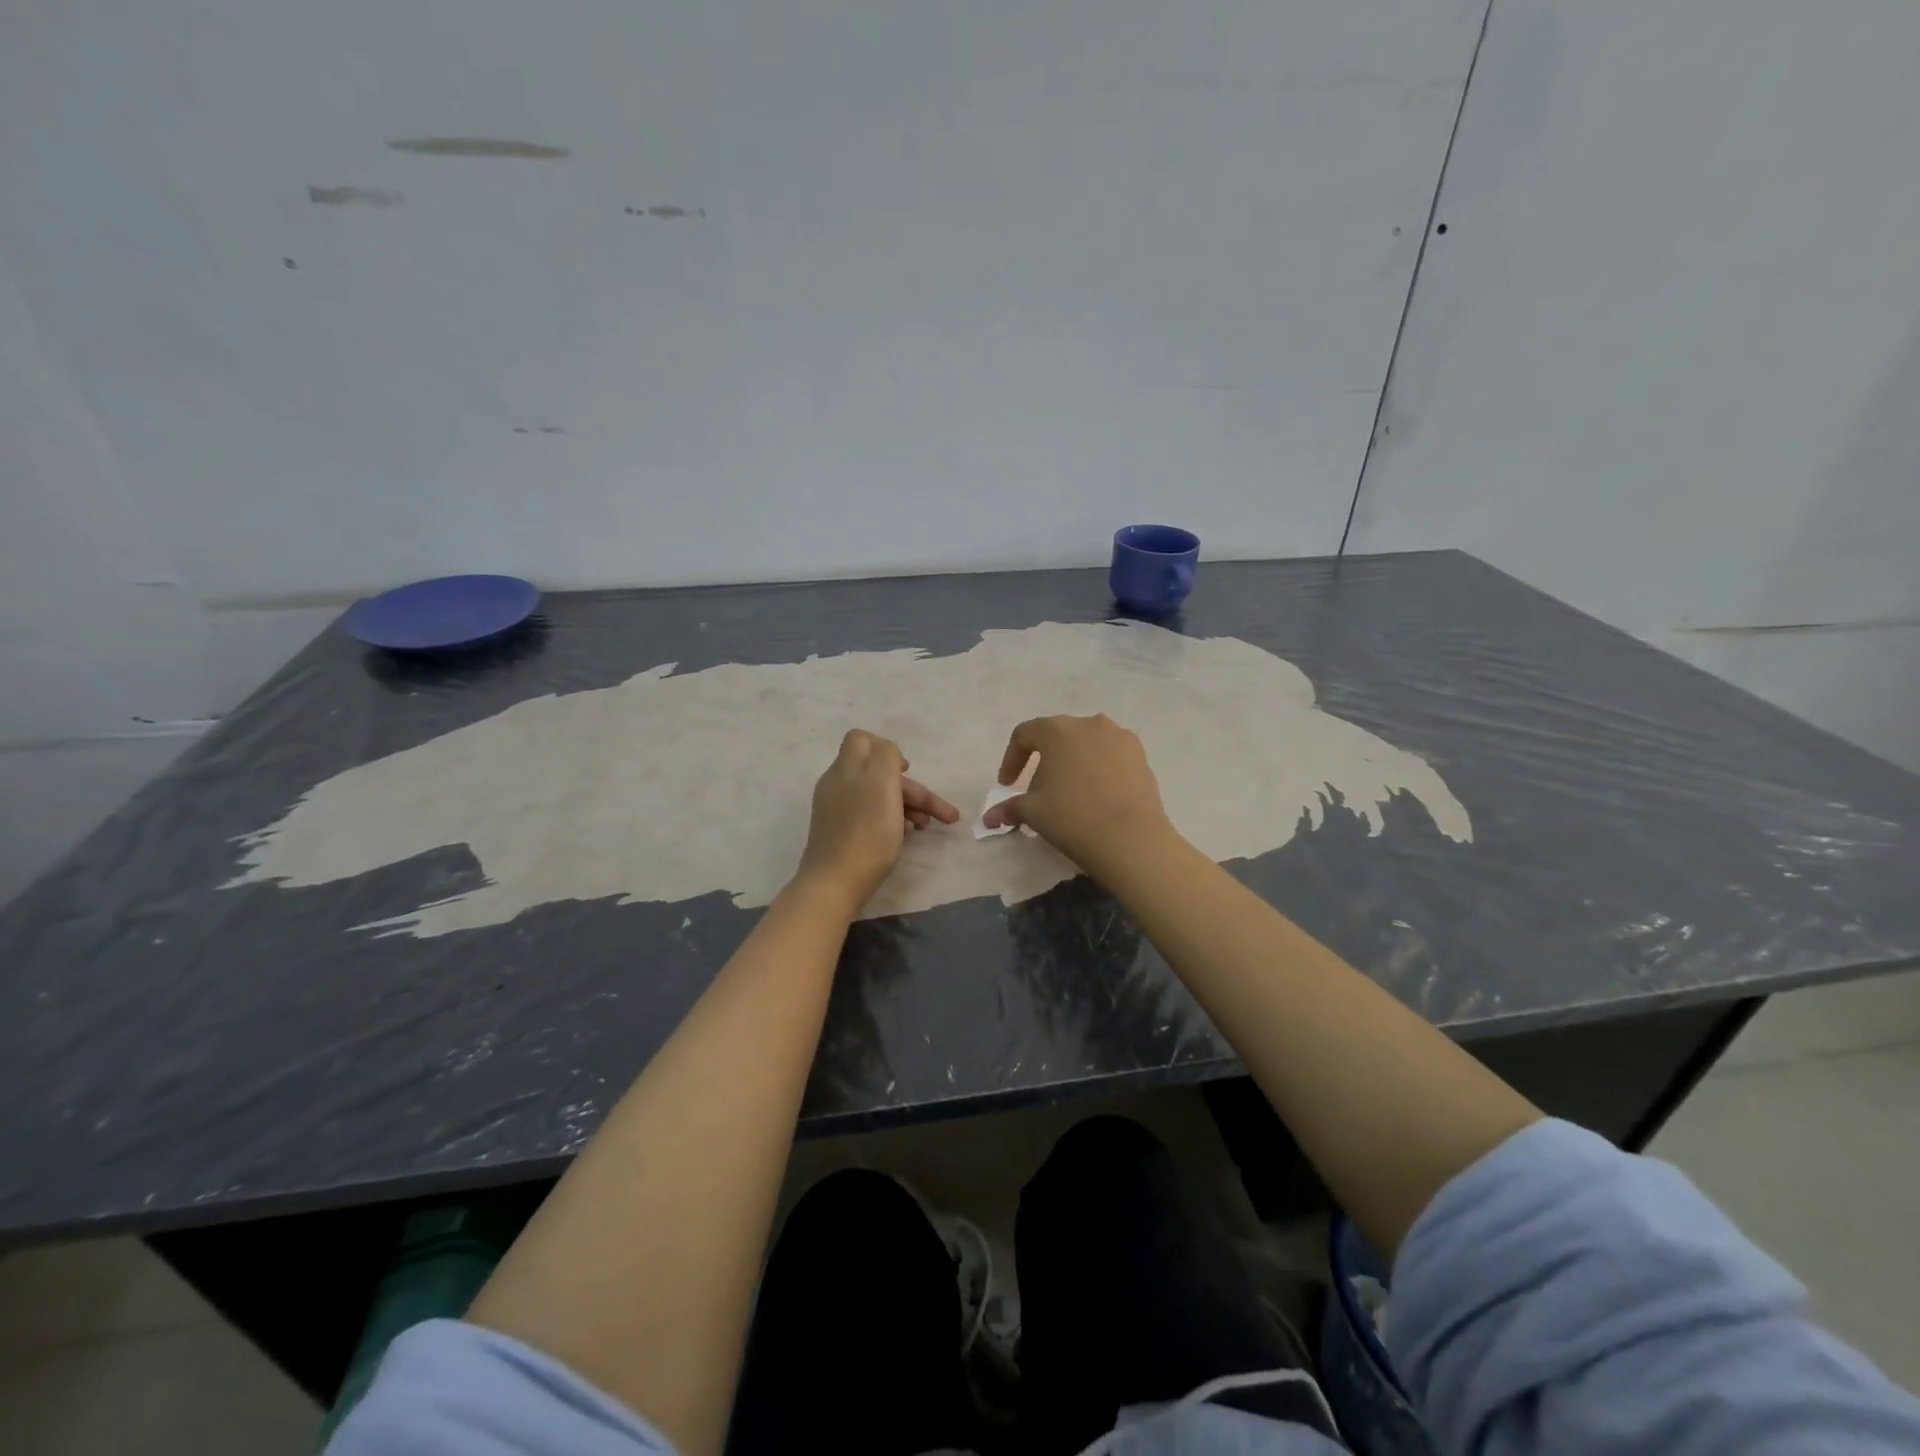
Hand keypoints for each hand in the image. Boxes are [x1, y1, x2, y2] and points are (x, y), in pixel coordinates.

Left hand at [794, 730, 959, 908]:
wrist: (833, 885)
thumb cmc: (865, 834)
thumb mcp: (882, 785)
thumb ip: (886, 756)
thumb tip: (890, 753)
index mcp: (846, 768)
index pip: (862, 739)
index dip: (888, 749)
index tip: (907, 771)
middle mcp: (838, 784)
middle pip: (880, 773)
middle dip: (913, 789)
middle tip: (941, 814)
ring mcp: (836, 809)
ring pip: (878, 796)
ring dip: (907, 806)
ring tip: (926, 827)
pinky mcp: (838, 831)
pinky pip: (869, 815)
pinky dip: (891, 820)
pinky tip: (904, 837)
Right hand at [981, 714, 1176, 874]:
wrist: (1130, 839)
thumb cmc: (1072, 818)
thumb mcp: (1033, 813)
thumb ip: (1009, 808)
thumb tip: (990, 818)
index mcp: (1057, 730)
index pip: (1024, 735)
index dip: (1011, 759)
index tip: (1007, 785)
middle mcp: (1089, 724)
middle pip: (1058, 736)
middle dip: (1044, 760)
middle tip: (1038, 790)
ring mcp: (1120, 737)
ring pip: (1087, 744)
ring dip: (1074, 762)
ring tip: (1071, 792)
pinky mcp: (1141, 755)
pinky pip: (1111, 755)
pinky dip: (1099, 768)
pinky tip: (1098, 795)